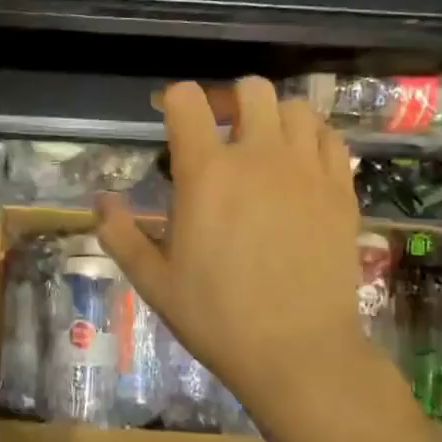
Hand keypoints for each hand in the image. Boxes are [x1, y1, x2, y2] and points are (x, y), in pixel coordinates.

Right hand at [95, 77, 373, 423]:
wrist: (297, 351)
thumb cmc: (216, 318)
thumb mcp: (154, 282)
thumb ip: (121, 235)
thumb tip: (101, 201)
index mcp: (206, 174)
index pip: (187, 101)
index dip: (173, 100)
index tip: (169, 117)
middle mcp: (259, 156)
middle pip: (250, 90)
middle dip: (228, 100)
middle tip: (217, 129)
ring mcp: (306, 170)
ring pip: (295, 108)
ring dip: (272, 116)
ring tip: (261, 145)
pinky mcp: (340, 190)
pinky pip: (330, 139)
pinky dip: (311, 138)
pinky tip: (299, 164)